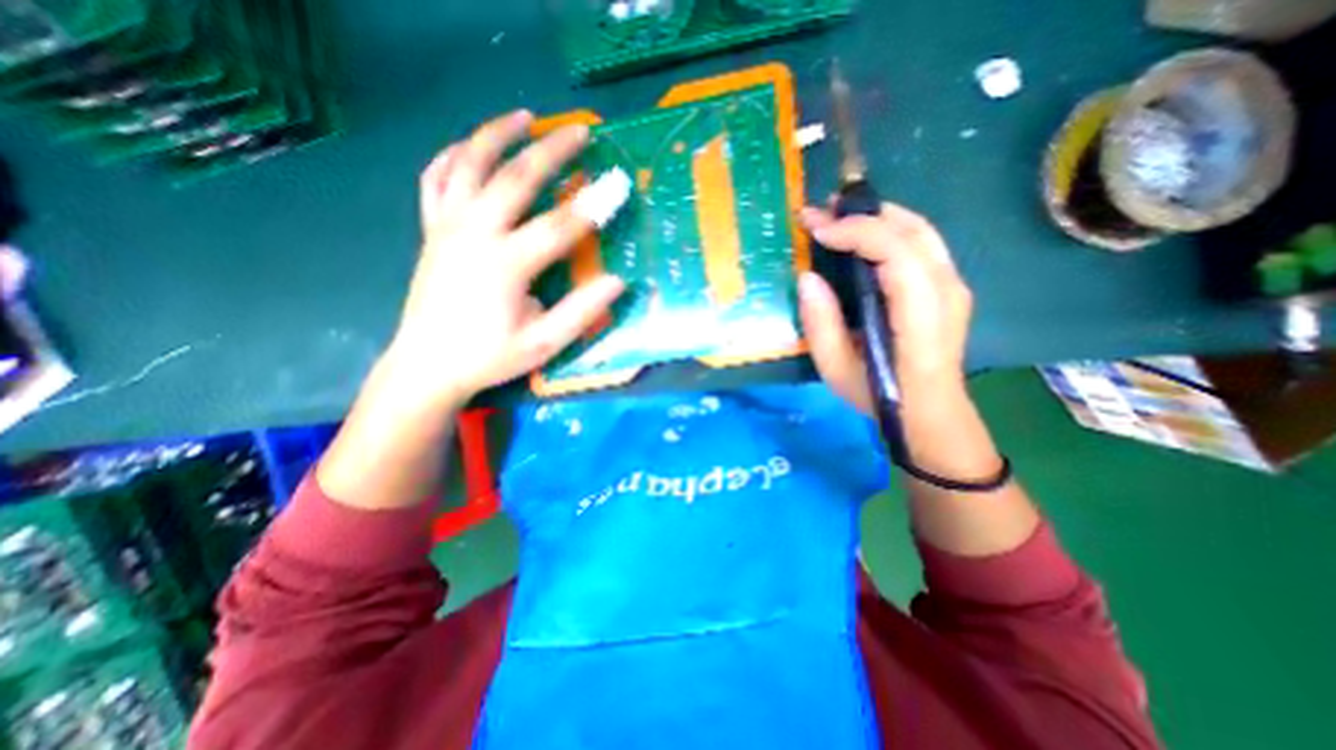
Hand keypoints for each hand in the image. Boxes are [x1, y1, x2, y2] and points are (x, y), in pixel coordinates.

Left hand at [379, 108, 622, 410]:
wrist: (427, 365)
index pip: (560, 226)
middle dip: (552, 152)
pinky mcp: (431, 230)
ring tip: (525, 118)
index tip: (619, 185)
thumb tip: (617, 282)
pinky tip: (470, 146)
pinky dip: (453, 155)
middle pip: (516, 179)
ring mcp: (447, 226)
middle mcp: (474, 234)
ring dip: (497, 135)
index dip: (594, 205)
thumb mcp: (542, 344)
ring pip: (469, 164)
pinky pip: (435, 179)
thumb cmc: (488, 357)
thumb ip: (580, 312)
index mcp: (505, 265)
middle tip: (580, 132)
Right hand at [791, 201, 973, 412]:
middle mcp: (946, 290)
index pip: (896, 252)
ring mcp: (953, 285)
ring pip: (919, 230)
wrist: (930, 413)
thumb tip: (807, 277)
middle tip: (820, 211)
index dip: (855, 232)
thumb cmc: (881, 396)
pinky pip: (920, 242)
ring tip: (837, 215)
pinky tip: (862, 235)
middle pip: (911, 230)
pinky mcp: (947, 286)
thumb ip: (820, 324)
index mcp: (921, 316)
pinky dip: (888, 229)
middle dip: (862, 213)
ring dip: (876, 215)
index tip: (816, 229)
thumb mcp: (836, 370)